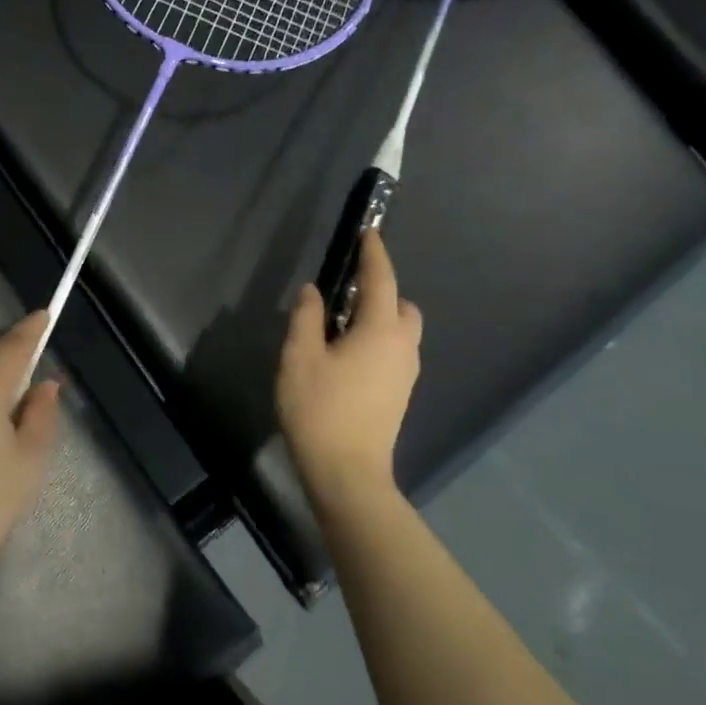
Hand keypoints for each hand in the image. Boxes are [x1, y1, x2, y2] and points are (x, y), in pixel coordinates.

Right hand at [276, 230, 422, 517]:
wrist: (347, 472)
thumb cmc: (319, 410)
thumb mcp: (299, 357)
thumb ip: (307, 318)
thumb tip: (314, 292)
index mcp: (380, 330)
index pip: (381, 280)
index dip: (373, 253)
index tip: (368, 232)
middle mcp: (402, 346)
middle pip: (402, 305)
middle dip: (381, 289)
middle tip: (344, 291)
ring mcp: (406, 373)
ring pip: (402, 330)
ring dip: (379, 317)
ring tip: (340, 326)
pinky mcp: (400, 393)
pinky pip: (395, 351)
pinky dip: (378, 340)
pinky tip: (347, 356)